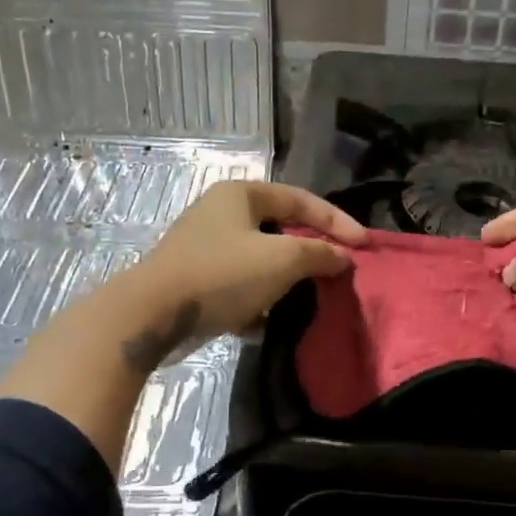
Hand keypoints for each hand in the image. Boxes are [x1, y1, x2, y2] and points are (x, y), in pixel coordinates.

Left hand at [120, 180, 366, 363]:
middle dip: (309, 252)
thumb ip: (319, 253)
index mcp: (241, 194)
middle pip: (280, 228)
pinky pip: (239, 284)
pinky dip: (257, 300)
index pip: (301, 199)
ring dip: (284, 280)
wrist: (152, 314)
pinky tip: (266, 321)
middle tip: (336, 271)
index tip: (364, 246)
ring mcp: (205, 246)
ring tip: (307, 299)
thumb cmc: (222, 274)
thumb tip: (343, 257)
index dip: (337, 221)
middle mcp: (221, 213)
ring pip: (260, 259)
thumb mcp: (281, 260)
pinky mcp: (196, 279)